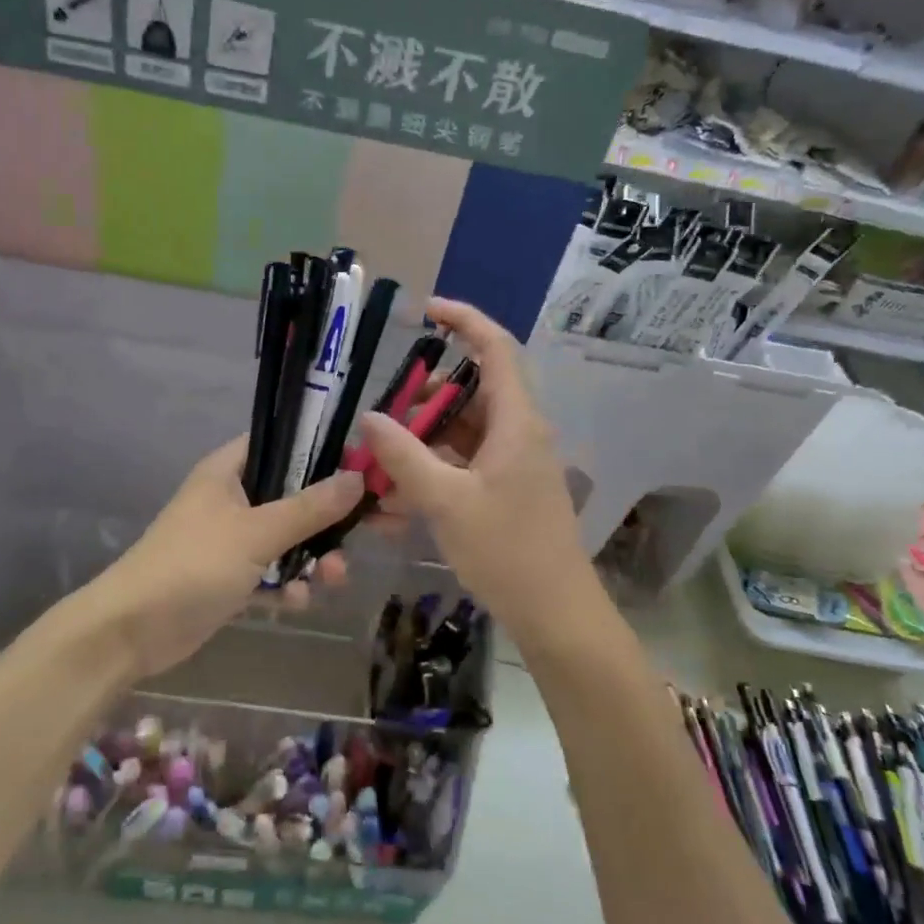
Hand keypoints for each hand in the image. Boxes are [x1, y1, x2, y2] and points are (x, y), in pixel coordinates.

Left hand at [103, 437, 359, 680]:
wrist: (132, 631)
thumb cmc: (193, 565)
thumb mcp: (256, 533)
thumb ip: (309, 507)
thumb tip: (358, 477)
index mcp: (229, 471)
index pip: (281, 444)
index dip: (320, 453)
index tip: (359, 469)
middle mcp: (232, 499)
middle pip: (292, 497)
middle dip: (324, 522)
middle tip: (352, 539)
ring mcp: (231, 540)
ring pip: (287, 540)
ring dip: (312, 559)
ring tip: (331, 580)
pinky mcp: (231, 578)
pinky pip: (271, 573)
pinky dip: (287, 586)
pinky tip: (296, 603)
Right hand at [359, 298, 600, 643]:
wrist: (554, 613)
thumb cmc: (507, 550)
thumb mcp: (447, 502)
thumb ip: (404, 457)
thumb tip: (369, 418)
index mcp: (517, 422)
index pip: (496, 349)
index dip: (465, 321)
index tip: (427, 311)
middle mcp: (519, 433)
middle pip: (470, 394)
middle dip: (423, 401)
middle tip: (384, 418)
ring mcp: (513, 464)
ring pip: (461, 435)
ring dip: (420, 447)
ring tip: (378, 471)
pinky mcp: (505, 491)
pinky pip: (463, 468)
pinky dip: (431, 476)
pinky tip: (395, 506)